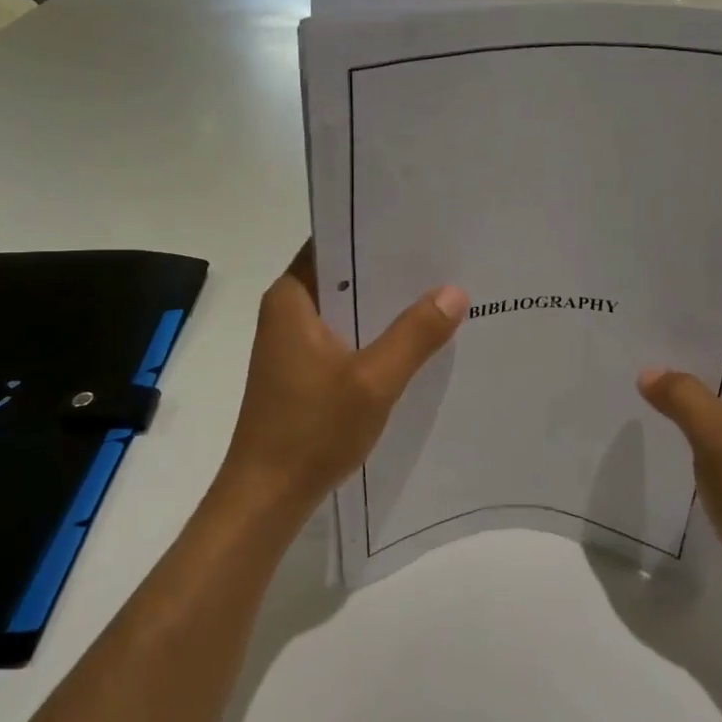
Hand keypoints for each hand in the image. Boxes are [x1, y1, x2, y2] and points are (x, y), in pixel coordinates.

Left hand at [217, 243, 467, 519]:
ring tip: (440, 292)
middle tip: (445, 258)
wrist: (267, 496)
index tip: (422, 225)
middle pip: (344, 274)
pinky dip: (374, 334)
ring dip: (385, 305)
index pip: (334, 242)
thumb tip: (455, 291)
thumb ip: (415, 334)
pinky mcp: (303, 370)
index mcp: (292, 298)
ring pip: (347, 307)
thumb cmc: (312, 431)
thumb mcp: (373, 381)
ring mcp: (293, 342)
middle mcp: (288, 311)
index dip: (375, 231)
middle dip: (390, 269)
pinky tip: (415, 340)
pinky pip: (345, 336)